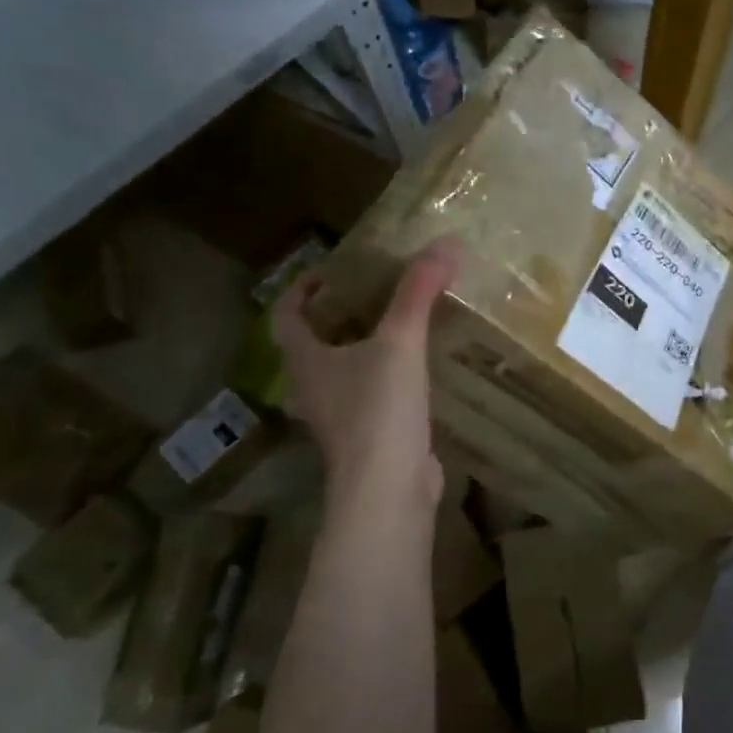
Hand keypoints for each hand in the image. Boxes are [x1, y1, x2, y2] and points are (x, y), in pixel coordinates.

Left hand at [270, 236, 461, 504]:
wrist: (387, 490)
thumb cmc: (378, 411)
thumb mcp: (400, 342)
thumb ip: (419, 292)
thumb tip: (446, 243)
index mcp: (306, 360)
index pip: (286, 315)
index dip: (301, 289)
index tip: (331, 271)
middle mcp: (313, 388)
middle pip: (314, 342)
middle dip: (339, 315)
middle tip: (374, 291)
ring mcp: (339, 417)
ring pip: (343, 371)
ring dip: (363, 347)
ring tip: (399, 324)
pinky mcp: (367, 438)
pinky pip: (370, 396)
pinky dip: (386, 377)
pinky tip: (418, 371)